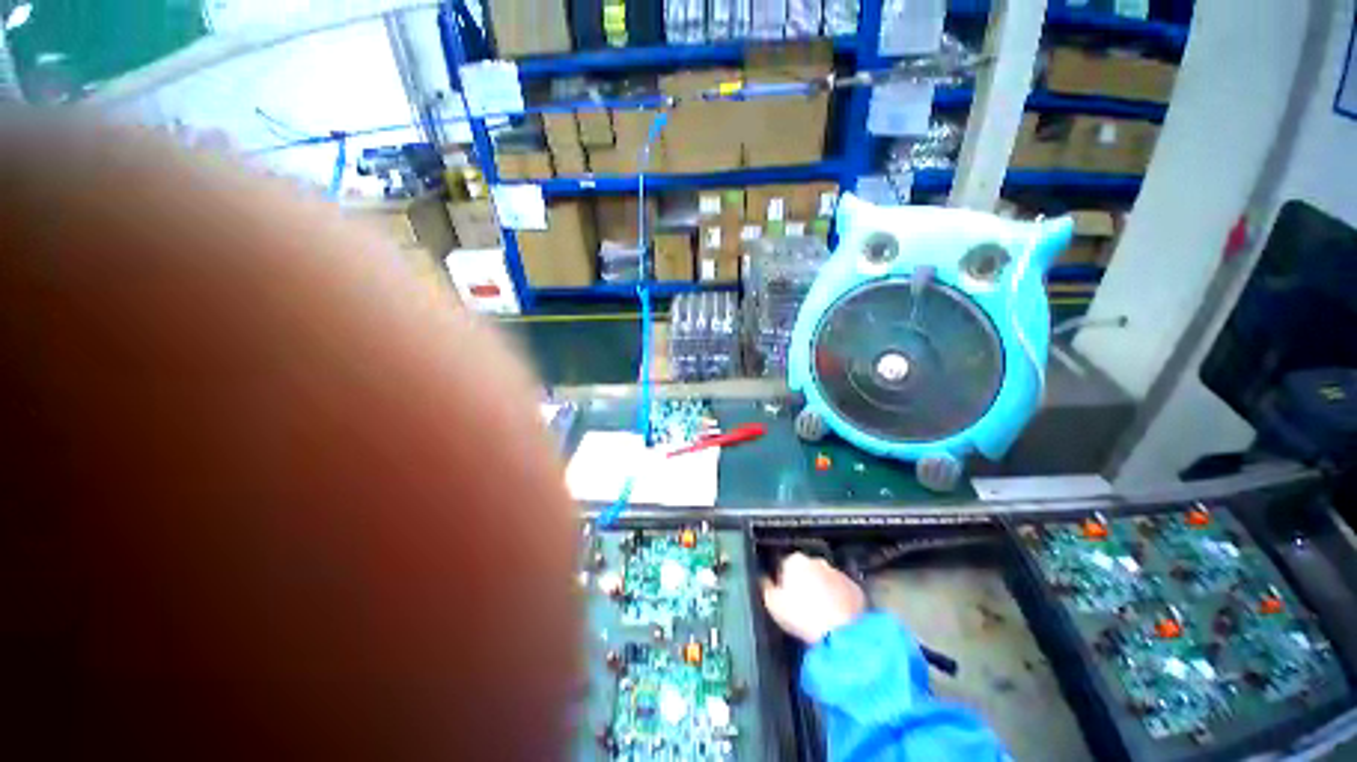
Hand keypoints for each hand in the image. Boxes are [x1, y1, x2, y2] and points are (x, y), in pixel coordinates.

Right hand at [762, 553, 866, 643]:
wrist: (840, 634)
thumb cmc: (802, 617)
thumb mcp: (772, 603)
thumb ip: (765, 586)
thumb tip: (762, 579)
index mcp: (795, 560)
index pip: (784, 565)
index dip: (782, 582)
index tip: (784, 599)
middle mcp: (817, 561)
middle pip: (806, 570)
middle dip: (804, 584)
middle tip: (801, 608)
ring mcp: (838, 573)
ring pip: (825, 580)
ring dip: (822, 591)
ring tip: (819, 616)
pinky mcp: (856, 589)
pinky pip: (843, 592)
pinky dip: (839, 601)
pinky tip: (836, 618)